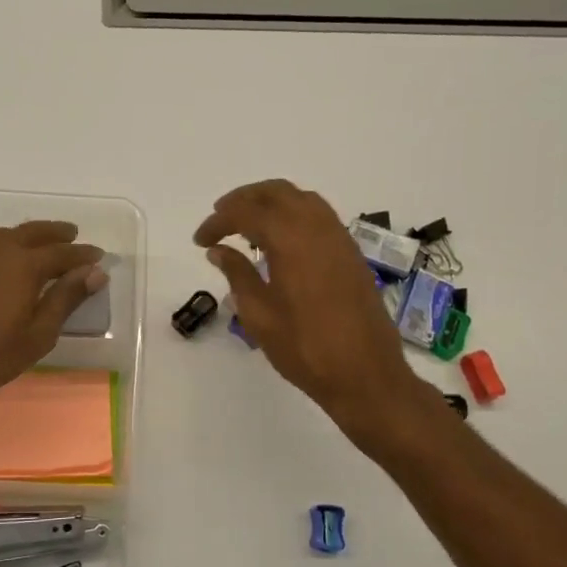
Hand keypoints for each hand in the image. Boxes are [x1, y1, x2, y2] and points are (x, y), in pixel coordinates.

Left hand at [0, 220, 104, 416]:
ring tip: (36, 244)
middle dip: (54, 232)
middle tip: (70, 233)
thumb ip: (65, 300)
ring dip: (24, 237)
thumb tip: (94, 272)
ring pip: (2, 238)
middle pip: (31, 233)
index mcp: (24, 266)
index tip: (98, 256)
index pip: (62, 253)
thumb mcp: (36, 335)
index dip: (82, 254)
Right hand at [194, 179, 435, 444]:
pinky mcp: (351, 253)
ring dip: (270, 202)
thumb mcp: (259, 315)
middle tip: (220, 219)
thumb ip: (237, 274)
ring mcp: (339, 238)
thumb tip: (219, 251)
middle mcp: (317, 227)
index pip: (246, 213)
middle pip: (276, 192)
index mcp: (291, 240)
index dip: (218, 221)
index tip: (200, 241)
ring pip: (301, 199)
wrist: (365, 374)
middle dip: (244, 199)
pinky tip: (280, 241)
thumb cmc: (305, 348)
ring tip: (247, 226)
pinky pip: (319, 215)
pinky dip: (293, 214)